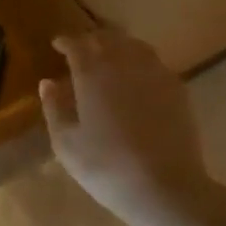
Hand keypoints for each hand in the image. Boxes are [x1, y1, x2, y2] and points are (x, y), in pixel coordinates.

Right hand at [40, 29, 216, 225]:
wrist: (166, 187)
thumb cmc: (107, 167)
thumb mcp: (66, 144)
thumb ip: (54, 108)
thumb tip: (48, 83)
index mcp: (92, 74)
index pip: (77, 44)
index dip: (65, 41)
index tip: (57, 44)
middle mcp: (124, 63)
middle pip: (107, 38)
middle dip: (91, 39)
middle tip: (81, 49)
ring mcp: (155, 73)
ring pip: (133, 45)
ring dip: (117, 45)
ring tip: (109, 56)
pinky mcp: (177, 88)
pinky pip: (154, 62)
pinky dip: (139, 60)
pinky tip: (136, 76)